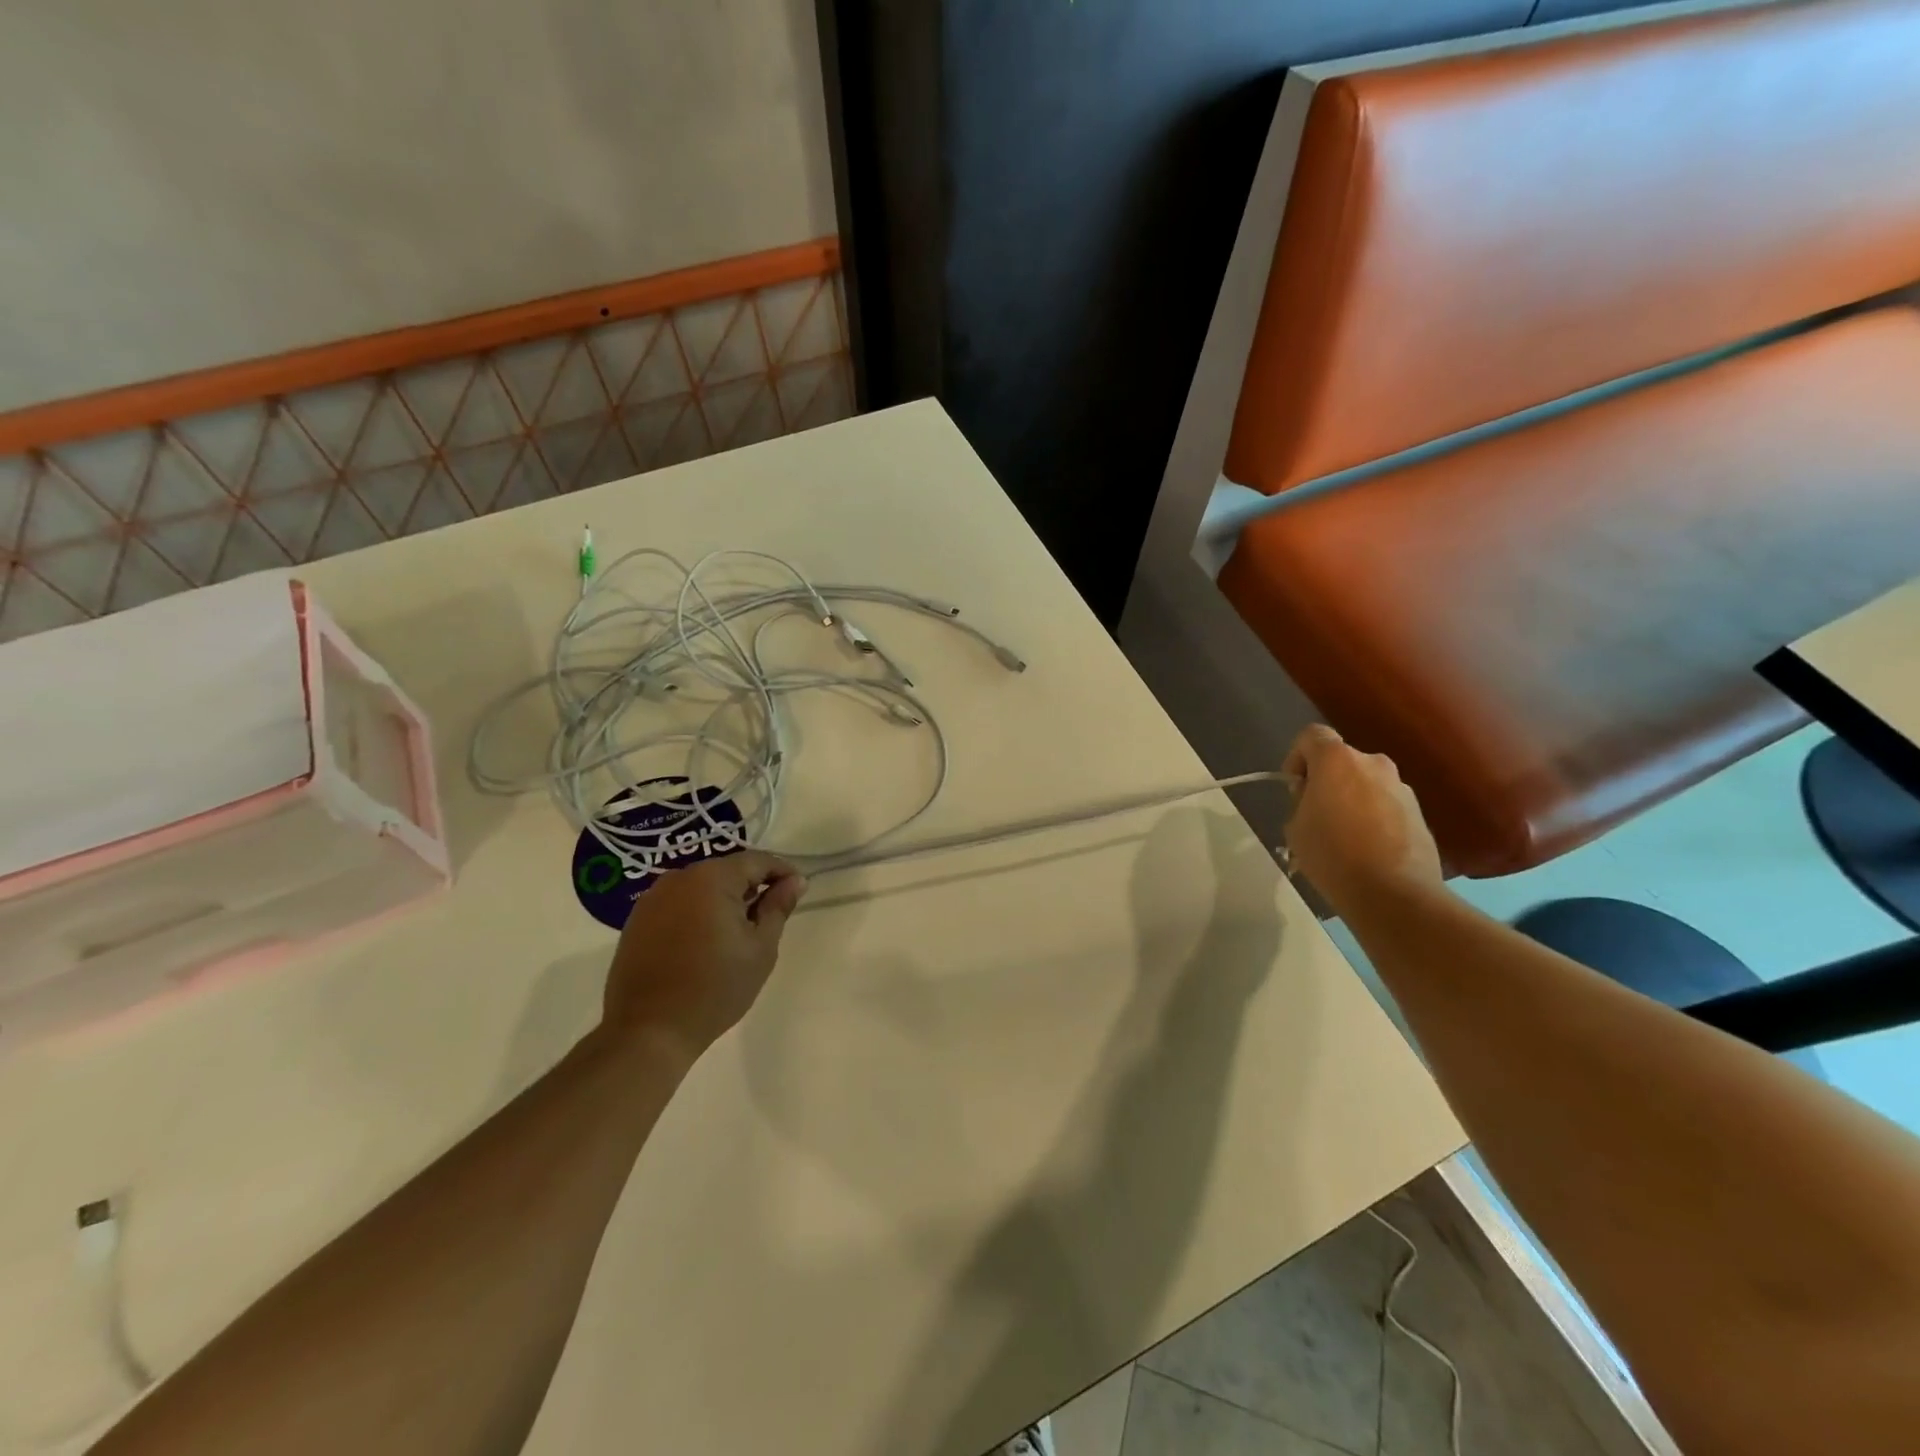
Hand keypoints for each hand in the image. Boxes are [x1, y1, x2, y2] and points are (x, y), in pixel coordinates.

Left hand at [601, 851, 807, 1058]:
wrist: (649, 1030)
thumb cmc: (716, 988)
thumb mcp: (760, 948)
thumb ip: (778, 907)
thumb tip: (795, 881)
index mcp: (712, 878)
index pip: (757, 861)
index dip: (782, 871)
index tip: (798, 890)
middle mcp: (679, 877)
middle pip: (727, 870)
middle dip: (752, 886)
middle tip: (770, 915)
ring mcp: (652, 898)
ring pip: (701, 886)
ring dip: (724, 899)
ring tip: (738, 930)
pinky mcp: (637, 920)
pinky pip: (678, 902)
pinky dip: (698, 911)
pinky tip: (706, 940)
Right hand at [1282, 725, 1443, 913]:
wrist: (1394, 894)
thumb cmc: (1333, 855)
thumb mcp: (1295, 827)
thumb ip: (1302, 801)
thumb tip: (1316, 798)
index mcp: (1337, 760)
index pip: (1311, 736)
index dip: (1296, 757)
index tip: (1294, 789)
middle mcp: (1374, 763)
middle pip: (1341, 761)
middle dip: (1326, 782)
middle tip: (1315, 815)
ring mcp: (1401, 788)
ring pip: (1365, 784)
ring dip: (1351, 800)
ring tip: (1342, 837)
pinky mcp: (1420, 813)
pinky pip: (1385, 805)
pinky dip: (1373, 818)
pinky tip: (1365, 850)